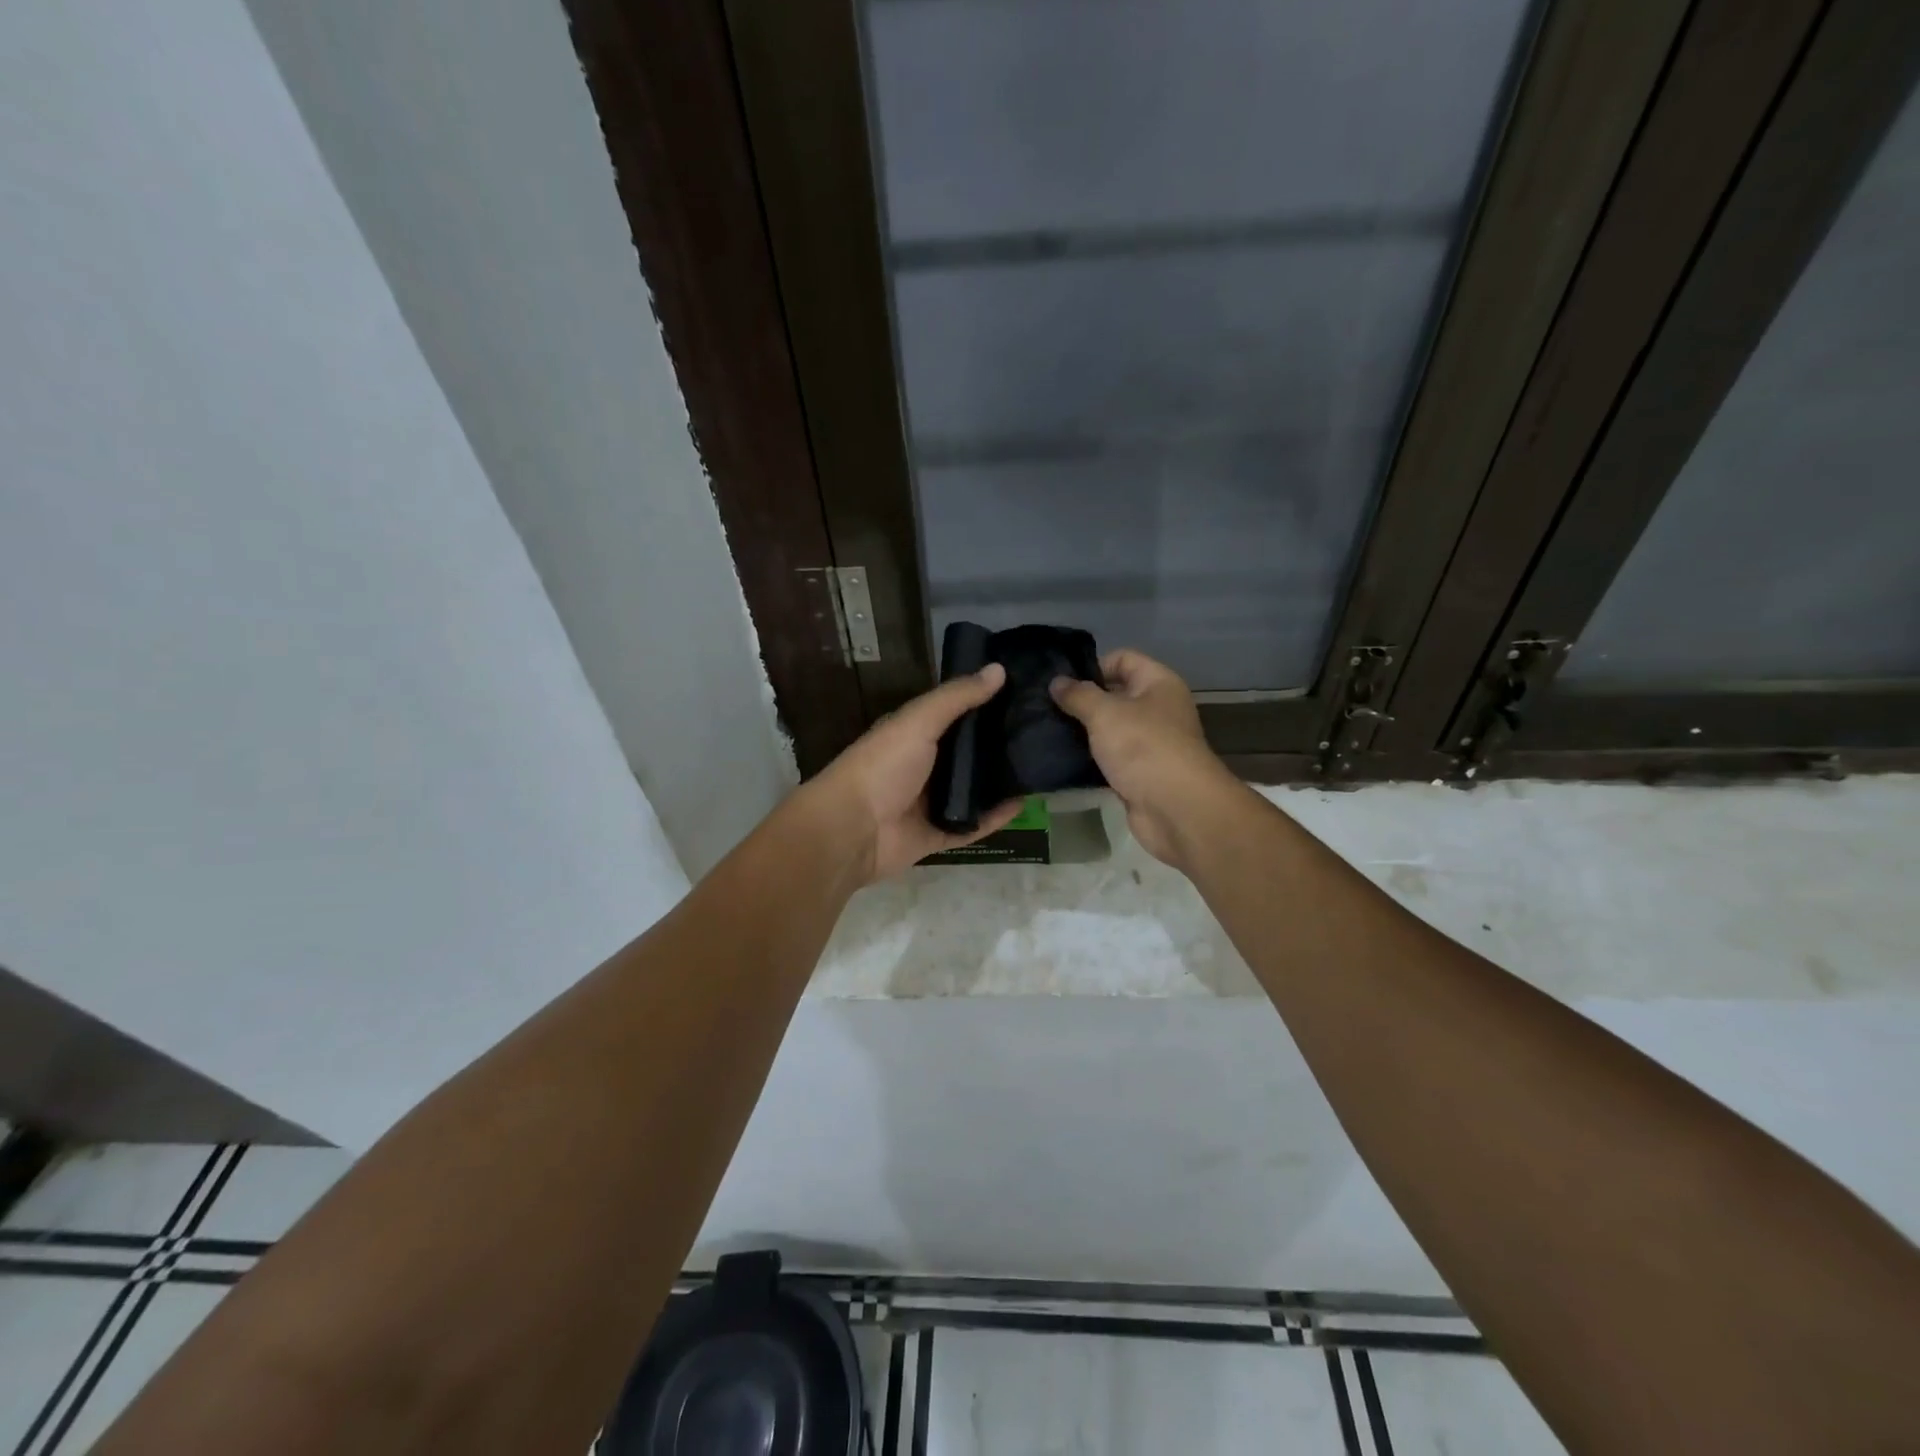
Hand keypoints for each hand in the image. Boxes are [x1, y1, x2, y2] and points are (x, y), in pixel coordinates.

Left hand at [806, 664, 1023, 882]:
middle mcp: (922, 766)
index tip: (1022, 691)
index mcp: (913, 734)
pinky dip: (996, 818)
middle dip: (997, 743)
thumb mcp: (919, 722)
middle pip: (966, 753)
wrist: (853, 829)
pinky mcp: (938, 835)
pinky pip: (973, 825)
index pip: (953, 713)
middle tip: (1040, 730)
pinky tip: (1024, 804)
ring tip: (1040, 765)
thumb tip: (999, 669)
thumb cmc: (882, 766)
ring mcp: (930, 803)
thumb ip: (957, 697)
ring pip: (972, 790)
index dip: (982, 702)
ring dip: (1000, 781)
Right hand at [1050, 649, 1240, 867]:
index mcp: (1158, 683)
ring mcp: (1150, 743)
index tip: (1061, 683)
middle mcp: (1158, 709)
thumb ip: (1078, 695)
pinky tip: (1063, 760)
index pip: (1123, 659)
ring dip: (1084, 732)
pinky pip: (1110, 758)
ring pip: (1110, 729)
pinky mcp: (1140, 773)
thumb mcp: (1105, 713)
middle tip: (1046, 707)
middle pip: (1115, 694)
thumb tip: (1057, 682)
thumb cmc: (1143, 748)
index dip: (1092, 665)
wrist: (1177, 809)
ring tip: (1048, 732)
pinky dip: (1091, 759)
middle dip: (1083, 700)